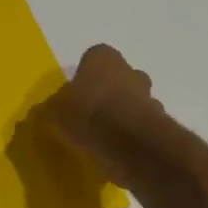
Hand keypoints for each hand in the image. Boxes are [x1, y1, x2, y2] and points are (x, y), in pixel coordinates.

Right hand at [36, 45, 173, 188]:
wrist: (130, 144)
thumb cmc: (87, 114)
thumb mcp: (54, 112)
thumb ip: (52, 108)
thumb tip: (47, 110)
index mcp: (103, 59)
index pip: (94, 56)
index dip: (85, 74)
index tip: (75, 92)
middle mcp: (130, 71)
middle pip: (120, 77)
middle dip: (109, 91)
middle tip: (90, 112)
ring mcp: (149, 97)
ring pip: (135, 101)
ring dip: (123, 114)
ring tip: (103, 135)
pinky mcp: (160, 124)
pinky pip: (142, 126)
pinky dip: (132, 135)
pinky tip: (116, 150)